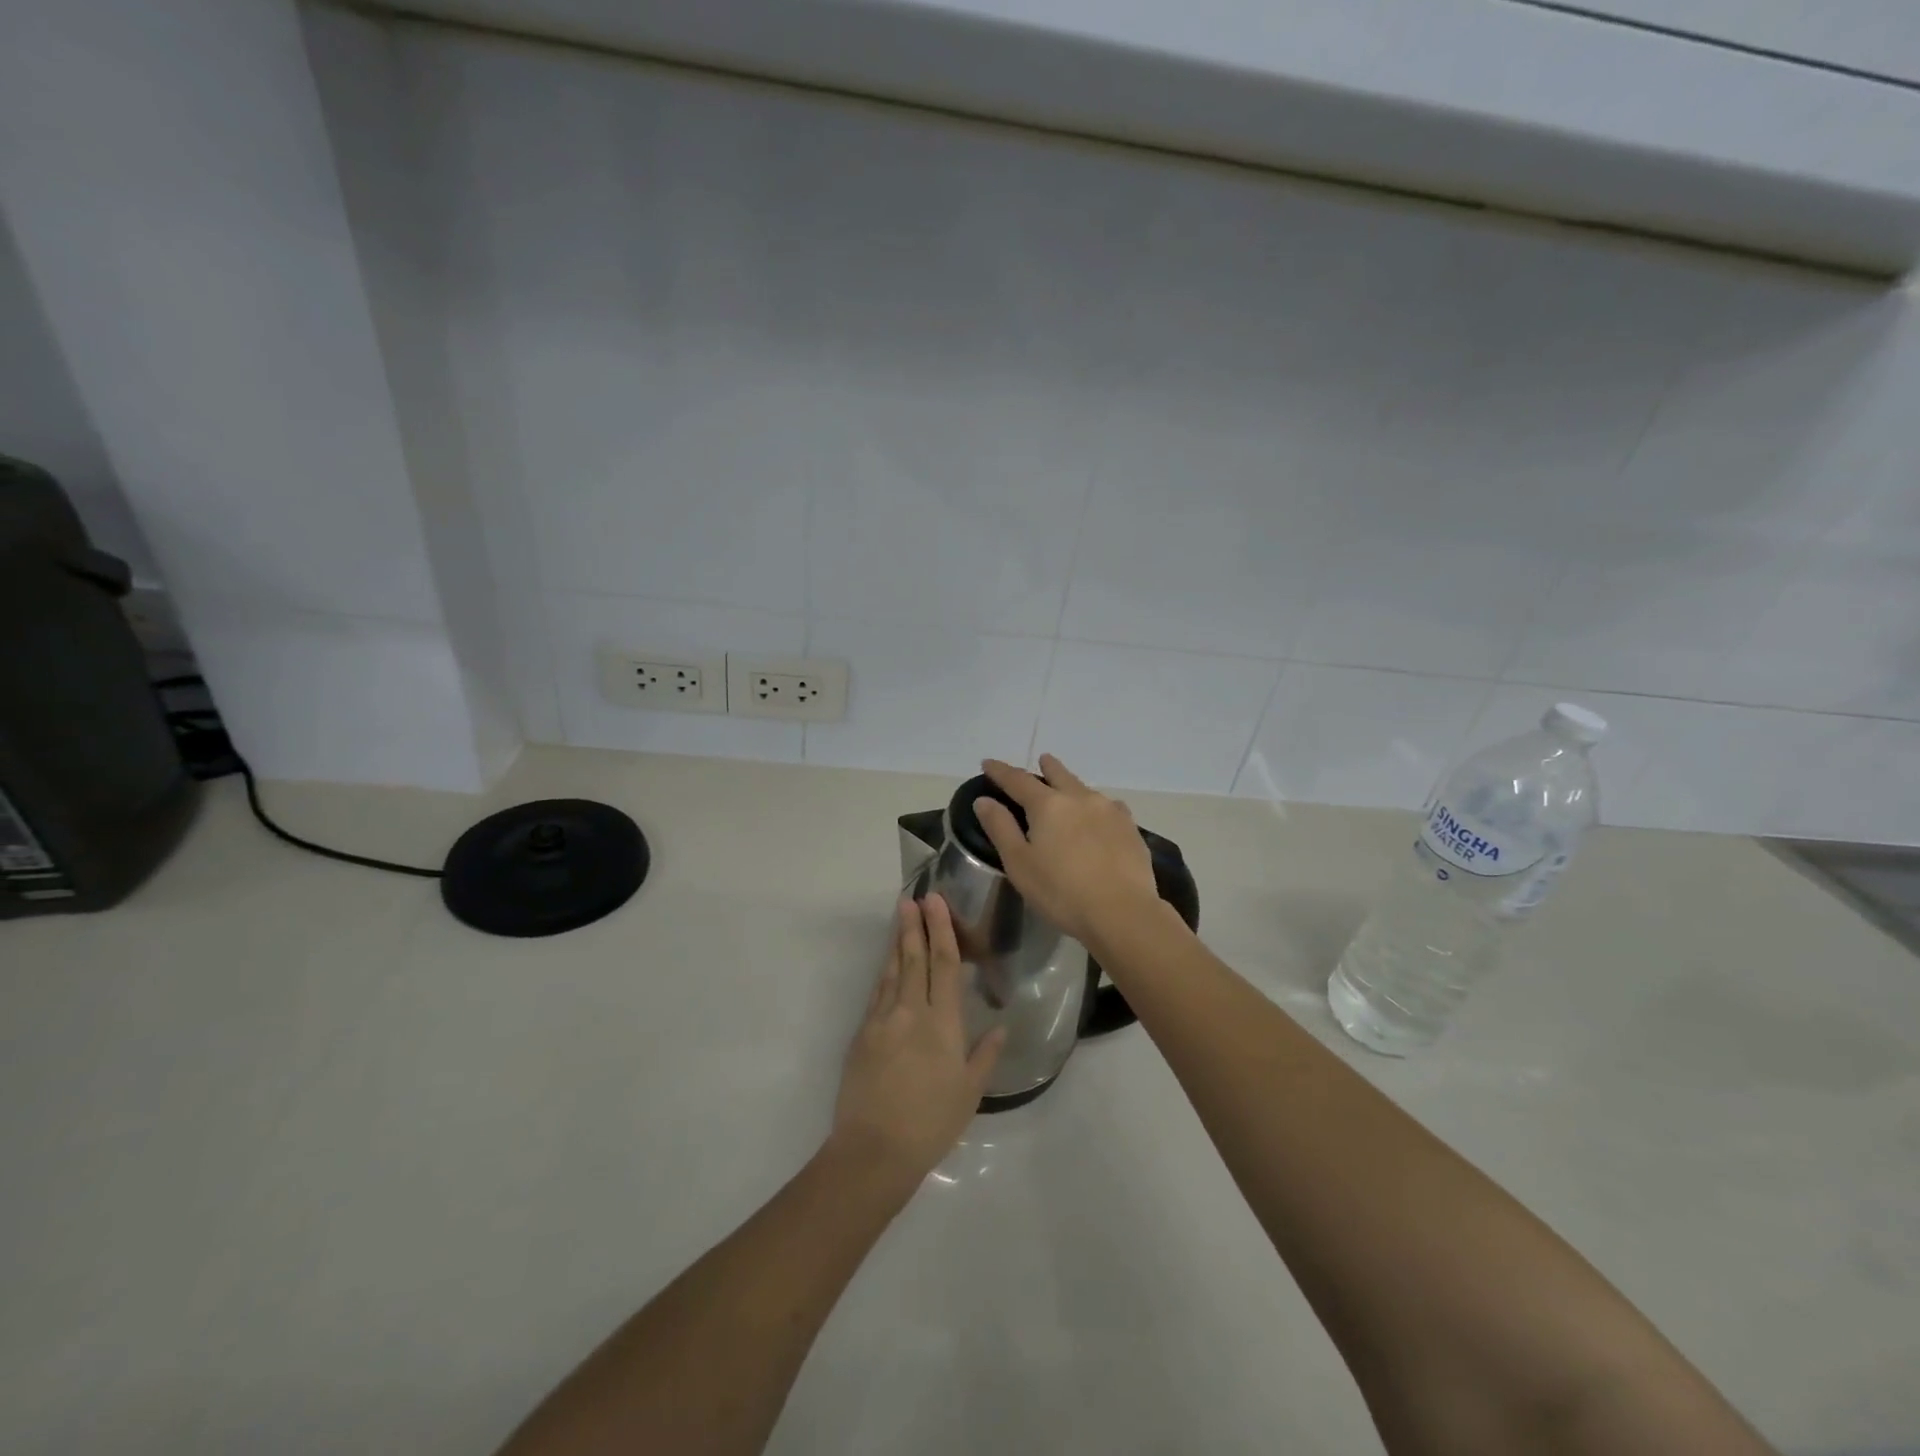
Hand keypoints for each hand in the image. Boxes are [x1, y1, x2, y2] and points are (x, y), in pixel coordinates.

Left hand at [829, 896, 1005, 1183]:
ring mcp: (882, 1020)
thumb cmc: (931, 1123)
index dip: (941, 930)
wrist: (874, 1149)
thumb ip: (986, 1055)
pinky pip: (877, 993)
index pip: (944, 965)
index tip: (935, 903)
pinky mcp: (862, 1034)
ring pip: (892, 971)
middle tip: (912, 897)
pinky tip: (887, 964)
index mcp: (942, 1024)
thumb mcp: (970, 1093)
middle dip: (914, 925)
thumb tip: (1002, 1025)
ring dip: (898, 942)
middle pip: (914, 958)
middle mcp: (911, 1012)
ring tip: (899, 917)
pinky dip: (884, 973)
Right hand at [975, 754, 1163, 947]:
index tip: (988, 763)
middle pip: (1059, 774)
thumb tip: (984, 800)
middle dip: (1047, 767)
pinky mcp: (1131, 828)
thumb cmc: (1061, 891)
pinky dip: (1098, 806)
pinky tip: (1102, 816)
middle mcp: (1080, 798)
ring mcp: (1110, 811)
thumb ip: (1001, 828)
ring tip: (1069, 789)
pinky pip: (1110, 807)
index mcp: (1048, 805)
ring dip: (1073, 785)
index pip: (1017, 780)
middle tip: (1042, 760)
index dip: (1000, 771)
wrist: (1122, 912)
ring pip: (1086, 789)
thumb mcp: (1019, 864)